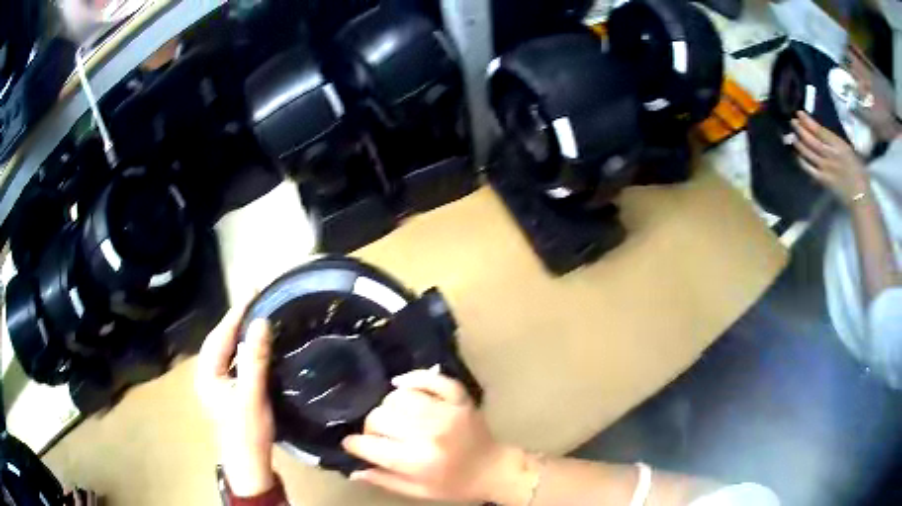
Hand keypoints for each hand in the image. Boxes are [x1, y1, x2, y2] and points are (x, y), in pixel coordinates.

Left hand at [196, 303, 275, 496]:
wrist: (248, 464)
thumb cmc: (247, 431)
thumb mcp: (252, 395)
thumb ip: (255, 358)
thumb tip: (261, 322)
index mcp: (206, 373)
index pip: (221, 335)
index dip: (237, 312)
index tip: (254, 290)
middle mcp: (206, 374)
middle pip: (221, 340)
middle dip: (237, 319)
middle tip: (257, 299)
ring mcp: (215, 384)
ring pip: (227, 351)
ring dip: (240, 334)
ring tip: (258, 316)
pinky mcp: (226, 391)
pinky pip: (233, 362)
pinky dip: (244, 350)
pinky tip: (256, 346)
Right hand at [342, 369, 522, 502]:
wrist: (494, 469)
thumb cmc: (455, 485)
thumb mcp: (419, 492)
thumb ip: (385, 481)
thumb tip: (353, 471)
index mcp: (418, 462)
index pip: (371, 445)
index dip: (354, 444)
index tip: (352, 444)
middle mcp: (430, 434)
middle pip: (380, 417)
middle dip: (370, 426)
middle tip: (376, 434)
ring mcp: (446, 412)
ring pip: (399, 397)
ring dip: (388, 405)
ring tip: (392, 416)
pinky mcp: (459, 399)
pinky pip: (431, 379)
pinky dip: (414, 378)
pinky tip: (401, 385)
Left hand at [792, 111, 869, 205]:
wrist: (861, 197)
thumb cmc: (859, 173)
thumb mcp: (849, 151)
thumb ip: (836, 143)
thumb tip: (823, 135)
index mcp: (839, 145)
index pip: (820, 131)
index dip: (808, 121)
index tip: (799, 113)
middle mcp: (831, 155)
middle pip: (812, 140)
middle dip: (801, 129)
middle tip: (792, 122)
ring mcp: (826, 168)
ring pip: (809, 153)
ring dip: (799, 144)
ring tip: (792, 136)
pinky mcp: (824, 181)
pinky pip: (810, 169)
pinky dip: (803, 162)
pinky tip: (797, 156)